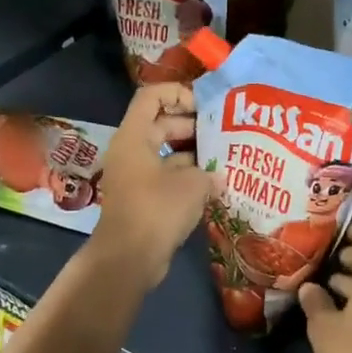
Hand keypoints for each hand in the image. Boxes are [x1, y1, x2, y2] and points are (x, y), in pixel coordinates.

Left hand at [84, 83, 208, 287]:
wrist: (128, 259)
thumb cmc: (157, 210)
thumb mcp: (192, 185)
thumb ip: (209, 173)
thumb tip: (219, 177)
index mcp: (134, 136)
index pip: (151, 96)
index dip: (178, 93)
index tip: (204, 107)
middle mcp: (130, 150)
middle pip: (160, 123)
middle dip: (191, 125)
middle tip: (221, 131)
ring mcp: (134, 175)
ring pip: (164, 151)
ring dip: (192, 152)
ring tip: (223, 156)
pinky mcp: (141, 197)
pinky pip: (165, 175)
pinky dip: (186, 176)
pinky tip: (213, 184)